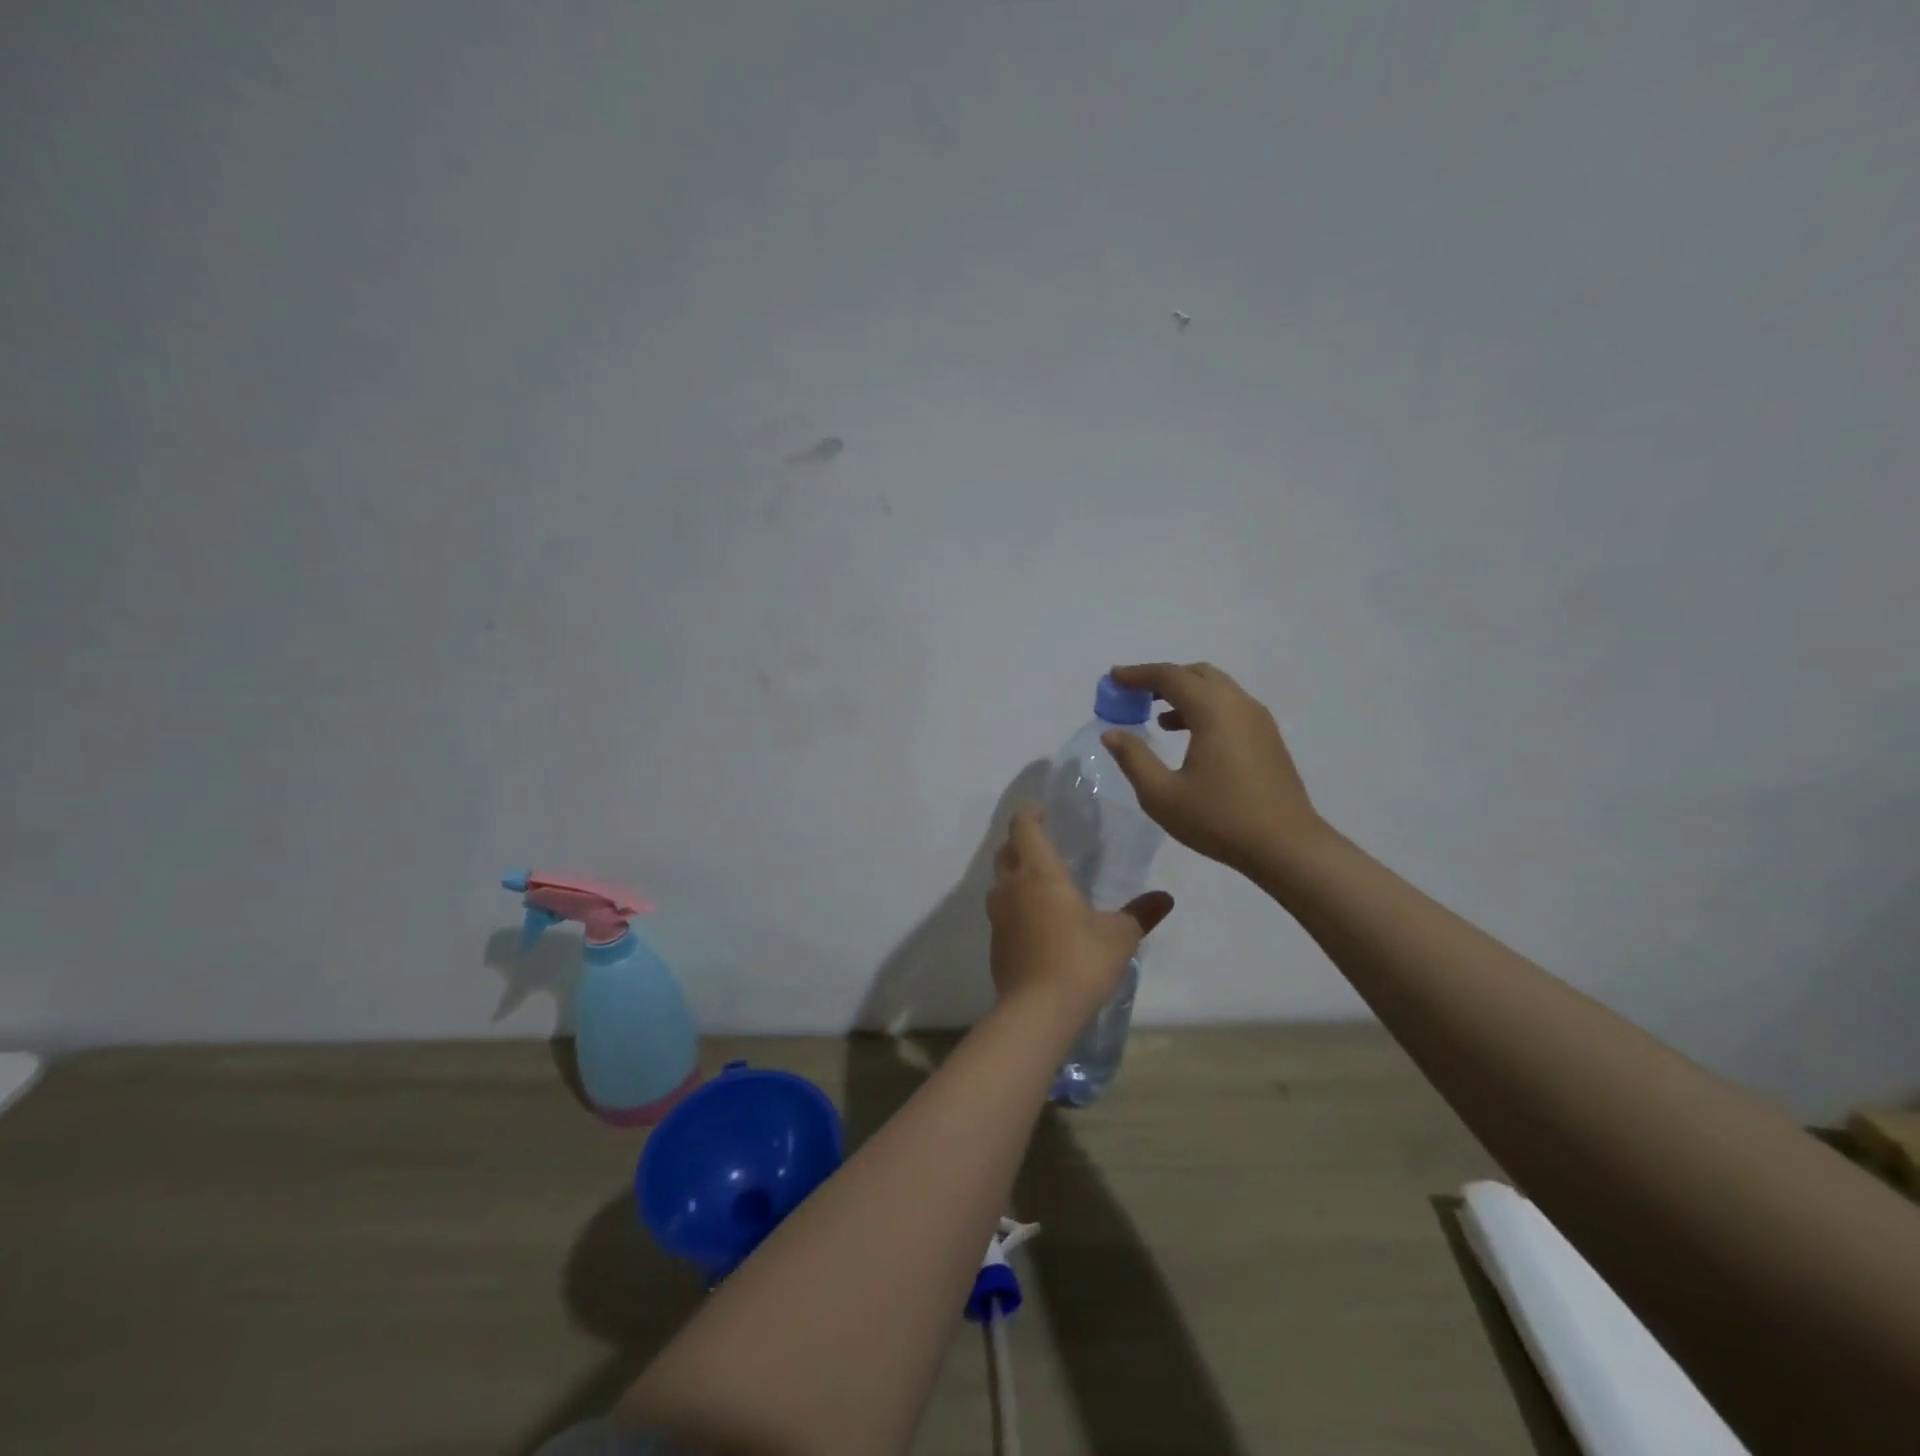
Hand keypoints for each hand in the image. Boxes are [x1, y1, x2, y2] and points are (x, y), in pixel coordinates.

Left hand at [986, 810, 1173, 1016]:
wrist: (1037, 1010)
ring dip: (1015, 874)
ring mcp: (998, 915)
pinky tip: (1036, 922)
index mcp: (1039, 872)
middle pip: (1006, 851)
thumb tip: (1165, 898)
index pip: (1023, 827)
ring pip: (1000, 882)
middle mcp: (1011, 886)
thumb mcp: (1119, 936)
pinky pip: (1001, 911)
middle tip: (1045, 845)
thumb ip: (1140, 913)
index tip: (1044, 811)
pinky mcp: (995, 942)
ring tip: (1041, 883)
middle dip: (1021, 843)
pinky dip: (1014, 905)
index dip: (1031, 814)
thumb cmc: (1079, 959)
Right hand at [1101, 661, 1324, 874]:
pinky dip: (1203, 708)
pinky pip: (1229, 707)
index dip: (1137, 674)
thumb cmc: (1219, 819)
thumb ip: (1134, 758)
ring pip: (1216, 689)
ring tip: (1156, 717)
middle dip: (1162, 679)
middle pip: (1196, 674)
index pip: (1170, 676)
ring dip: (1184, 693)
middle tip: (1133, 695)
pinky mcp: (1267, 738)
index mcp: (1213, 710)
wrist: (1286, 846)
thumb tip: (1112, 733)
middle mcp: (1239, 704)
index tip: (1112, 677)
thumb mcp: (1162, 795)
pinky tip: (1188, 737)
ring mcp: (1258, 720)